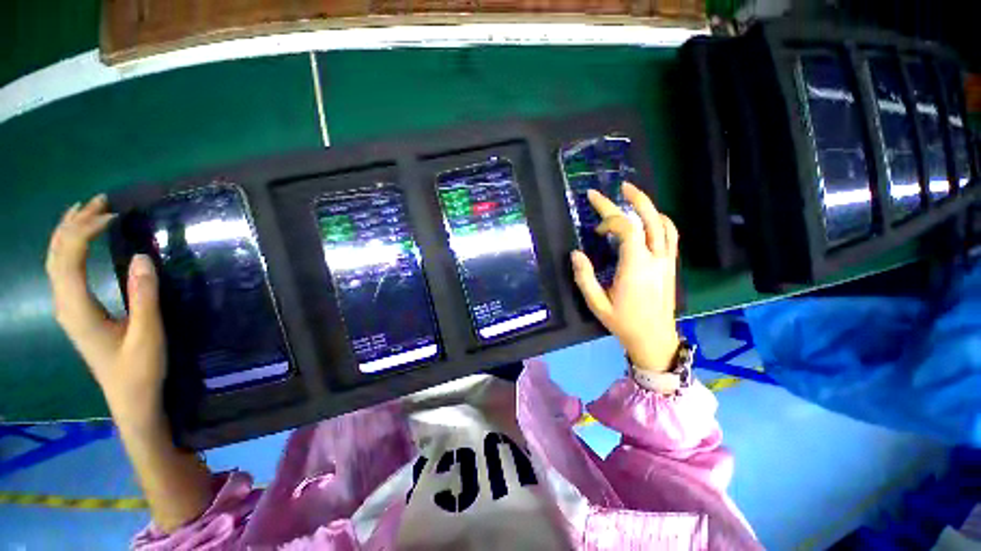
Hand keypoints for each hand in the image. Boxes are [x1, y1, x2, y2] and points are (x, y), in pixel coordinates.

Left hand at [46, 195, 166, 428]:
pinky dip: (69, 248)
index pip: (69, 259)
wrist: (129, 396)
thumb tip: (140, 257)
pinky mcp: (75, 310)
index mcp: (78, 310)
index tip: (113, 215)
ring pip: (55, 260)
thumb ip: (144, 296)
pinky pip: (62, 270)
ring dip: (68, 232)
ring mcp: (68, 308)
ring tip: (88, 210)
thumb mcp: (148, 333)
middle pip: (56, 255)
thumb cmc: (139, 367)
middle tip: (101, 201)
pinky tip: (80, 240)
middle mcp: (64, 304)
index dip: (85, 231)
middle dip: (74, 223)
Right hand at [571, 183, 679, 372]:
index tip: (595, 227)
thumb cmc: (623, 322)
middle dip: (635, 200)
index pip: (627, 229)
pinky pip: (670, 235)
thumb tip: (576, 253)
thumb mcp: (596, 303)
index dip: (610, 219)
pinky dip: (661, 221)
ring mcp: (667, 261)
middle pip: (650, 220)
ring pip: (664, 225)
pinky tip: (650, 219)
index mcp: (636, 267)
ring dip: (649, 207)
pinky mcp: (670, 265)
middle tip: (621, 186)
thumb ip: (584, 277)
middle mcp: (655, 259)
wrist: (654, 339)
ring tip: (634, 196)